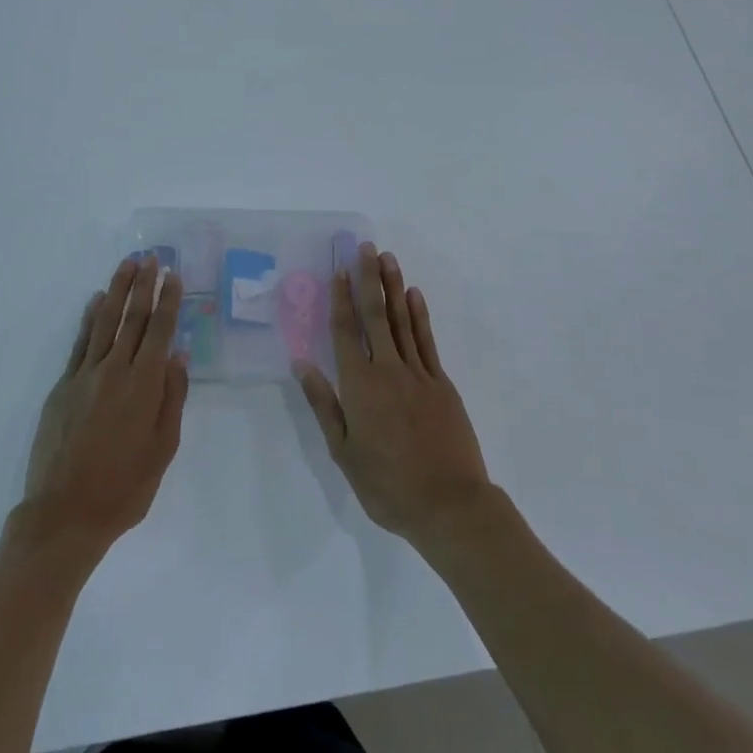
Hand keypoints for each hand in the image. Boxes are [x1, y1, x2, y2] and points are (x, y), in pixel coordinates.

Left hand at [20, 256, 188, 558]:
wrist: (64, 514)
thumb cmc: (124, 488)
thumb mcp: (163, 450)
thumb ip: (172, 398)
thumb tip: (177, 356)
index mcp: (144, 386)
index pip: (159, 331)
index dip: (167, 301)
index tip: (173, 276)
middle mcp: (114, 371)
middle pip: (131, 318)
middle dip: (143, 284)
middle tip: (151, 256)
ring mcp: (85, 375)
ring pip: (104, 322)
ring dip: (116, 290)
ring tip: (126, 264)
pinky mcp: (63, 386)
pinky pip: (80, 342)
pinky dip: (89, 319)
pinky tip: (96, 301)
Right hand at [295, 243, 491, 545]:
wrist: (450, 505)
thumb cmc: (388, 485)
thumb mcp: (344, 453)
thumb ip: (324, 405)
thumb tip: (303, 364)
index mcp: (360, 386)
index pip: (346, 332)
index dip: (341, 299)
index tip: (339, 270)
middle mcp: (388, 370)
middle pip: (375, 316)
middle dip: (368, 279)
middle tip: (365, 247)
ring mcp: (418, 374)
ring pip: (402, 321)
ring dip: (393, 287)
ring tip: (387, 258)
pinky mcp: (442, 384)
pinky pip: (427, 341)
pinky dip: (419, 315)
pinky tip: (413, 295)